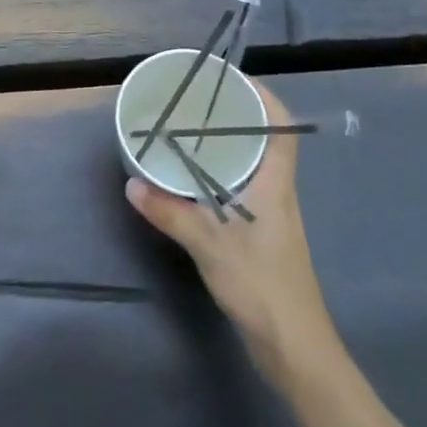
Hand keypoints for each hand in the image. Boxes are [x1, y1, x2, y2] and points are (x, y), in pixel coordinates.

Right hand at [126, 81, 342, 384]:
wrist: (295, 348)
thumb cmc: (262, 287)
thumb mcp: (210, 246)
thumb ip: (171, 213)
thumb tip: (132, 184)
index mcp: (275, 184)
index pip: (282, 127)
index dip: (263, 97)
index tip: (230, 78)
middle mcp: (277, 191)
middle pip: (265, 139)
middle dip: (236, 114)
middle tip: (196, 99)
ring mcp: (271, 214)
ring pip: (252, 163)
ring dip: (227, 143)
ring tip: (189, 129)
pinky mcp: (262, 234)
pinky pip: (241, 186)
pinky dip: (220, 172)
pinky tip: (192, 178)